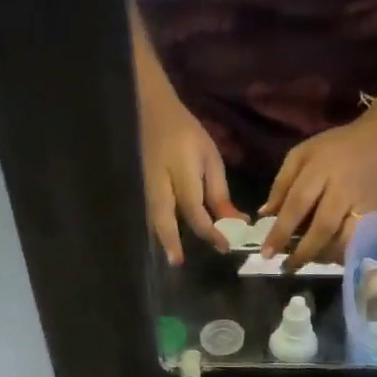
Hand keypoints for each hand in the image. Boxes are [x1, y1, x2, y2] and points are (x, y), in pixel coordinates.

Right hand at [140, 89, 238, 265]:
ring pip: (153, 219)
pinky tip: (167, 242)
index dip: (211, 231)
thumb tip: (235, 223)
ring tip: (173, 257)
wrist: (153, 113)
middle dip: (170, 242)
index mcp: (182, 172)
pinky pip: (150, 215)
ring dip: (163, 239)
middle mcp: (160, 183)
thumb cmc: (187, 135)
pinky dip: (159, 230)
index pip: (196, 210)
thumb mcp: (210, 159)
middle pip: (163, 218)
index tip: (225, 247)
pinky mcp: (142, 191)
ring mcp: (146, 188)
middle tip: (178, 263)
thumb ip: (219, 193)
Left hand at [259, 107, 376, 269]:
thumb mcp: (303, 154)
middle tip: (286, 268)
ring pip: (344, 240)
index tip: (267, 254)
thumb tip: (265, 214)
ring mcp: (364, 204)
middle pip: (322, 227)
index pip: (297, 204)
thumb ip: (282, 183)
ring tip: (306, 261)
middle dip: (302, 252)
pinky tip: (328, 256)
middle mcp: (344, 188)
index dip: (281, 232)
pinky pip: (358, 242)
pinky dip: (341, 254)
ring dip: (322, 256)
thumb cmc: (336, 148)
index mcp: (321, 169)